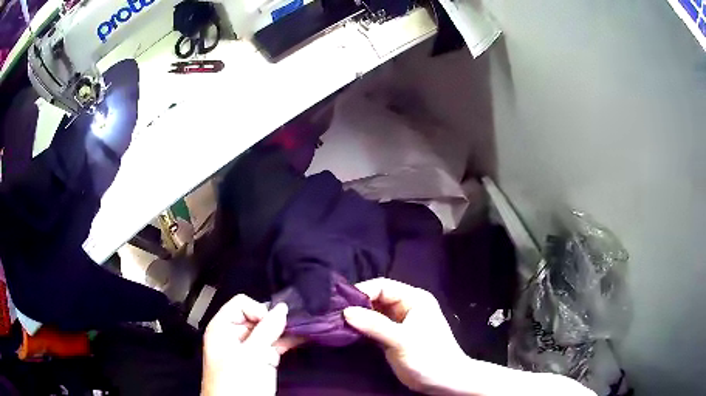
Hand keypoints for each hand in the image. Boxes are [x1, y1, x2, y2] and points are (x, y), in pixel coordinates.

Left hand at [202, 295, 299, 395]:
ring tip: (303, 327)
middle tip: (293, 323)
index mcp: (222, 328)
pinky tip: (302, 337)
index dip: (258, 310)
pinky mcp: (262, 360)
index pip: (242, 304)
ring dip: (284, 330)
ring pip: (268, 331)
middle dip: (274, 319)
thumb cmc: (235, 382)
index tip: (272, 323)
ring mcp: (250, 348)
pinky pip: (275, 344)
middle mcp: (235, 335)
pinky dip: (287, 341)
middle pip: (257, 316)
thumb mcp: (250, 355)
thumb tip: (283, 308)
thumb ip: (267, 330)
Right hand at [343, 278, 469, 393]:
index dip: (361, 292)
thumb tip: (345, 311)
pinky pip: (374, 327)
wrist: (443, 381)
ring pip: (373, 313)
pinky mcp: (393, 336)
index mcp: (414, 299)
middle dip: (356, 305)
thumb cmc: (428, 357)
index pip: (382, 286)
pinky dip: (361, 329)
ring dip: (357, 317)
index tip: (339, 304)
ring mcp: (399, 322)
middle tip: (333, 314)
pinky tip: (347, 332)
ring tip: (335, 323)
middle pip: (376, 298)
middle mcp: (406, 306)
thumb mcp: (402, 340)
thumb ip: (374, 325)